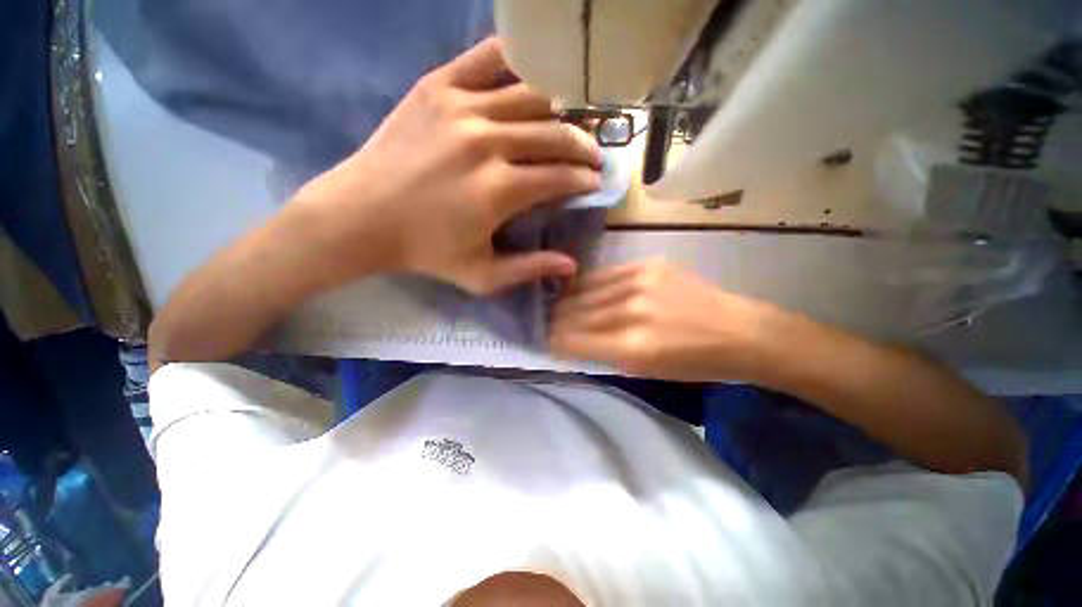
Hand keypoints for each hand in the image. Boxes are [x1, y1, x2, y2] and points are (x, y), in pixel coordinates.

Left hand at [291, 37, 602, 294]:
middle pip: (554, 134)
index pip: (560, 177)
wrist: (362, 216)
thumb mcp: (481, 275)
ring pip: (532, 95)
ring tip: (571, 120)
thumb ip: (529, 268)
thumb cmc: (425, 251)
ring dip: (561, 109)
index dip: (584, 179)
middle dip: (583, 145)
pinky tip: (532, 73)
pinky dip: (518, 61)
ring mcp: (462, 107)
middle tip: (593, 153)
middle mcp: (488, 142)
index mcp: (499, 190)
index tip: (595, 182)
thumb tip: (571, 265)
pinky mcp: (437, 86)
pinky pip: (488, 60)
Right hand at [550, 259, 778, 380]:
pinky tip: (582, 290)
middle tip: (549, 325)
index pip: (572, 340)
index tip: (547, 342)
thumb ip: (604, 353)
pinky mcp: (648, 265)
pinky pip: (603, 274)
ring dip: (568, 302)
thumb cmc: (695, 363)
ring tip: (560, 307)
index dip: (554, 342)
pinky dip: (588, 285)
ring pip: (584, 291)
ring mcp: (639, 282)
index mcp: (631, 346)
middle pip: (574, 314)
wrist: (740, 332)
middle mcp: (630, 311)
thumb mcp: (646, 371)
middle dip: (556, 322)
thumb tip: (571, 342)